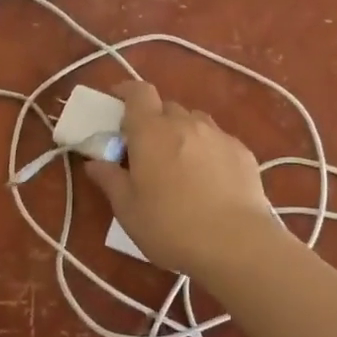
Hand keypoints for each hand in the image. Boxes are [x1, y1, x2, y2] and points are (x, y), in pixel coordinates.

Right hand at [83, 80, 275, 275]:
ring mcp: (218, 135)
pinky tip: (210, 178)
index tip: (117, 102)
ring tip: (180, 163)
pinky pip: (218, 140)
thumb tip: (94, 163)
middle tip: (147, 149)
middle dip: (154, 121)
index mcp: (151, 131)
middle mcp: (185, 123)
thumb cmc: (170, 227)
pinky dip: (208, 149)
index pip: (138, 92)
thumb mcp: (128, 209)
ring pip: (195, 121)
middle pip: (166, 107)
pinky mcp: (243, 152)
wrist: (236, 244)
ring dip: (182, 132)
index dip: (127, 92)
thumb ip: (110, 180)